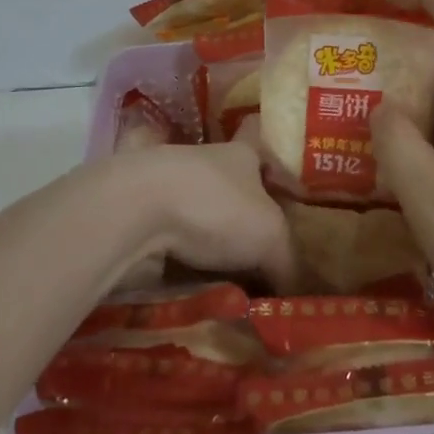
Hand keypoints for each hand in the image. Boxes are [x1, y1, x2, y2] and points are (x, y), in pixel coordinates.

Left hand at [118, 139, 299, 293]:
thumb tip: (297, 292)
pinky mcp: (140, 212)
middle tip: (262, 250)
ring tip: (229, 277)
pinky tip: (192, 282)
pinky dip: (179, 255)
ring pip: (197, 210)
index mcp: (240, 154)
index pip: (259, 141)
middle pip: (230, 184)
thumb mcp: (270, 237)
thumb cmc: (216, 206)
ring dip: (208, 237)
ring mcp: (167, 185)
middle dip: (242, 213)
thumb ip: (287, 262)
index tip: (281, 182)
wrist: (136, 210)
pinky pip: (168, 235)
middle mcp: (203, 161)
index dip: (271, 158)